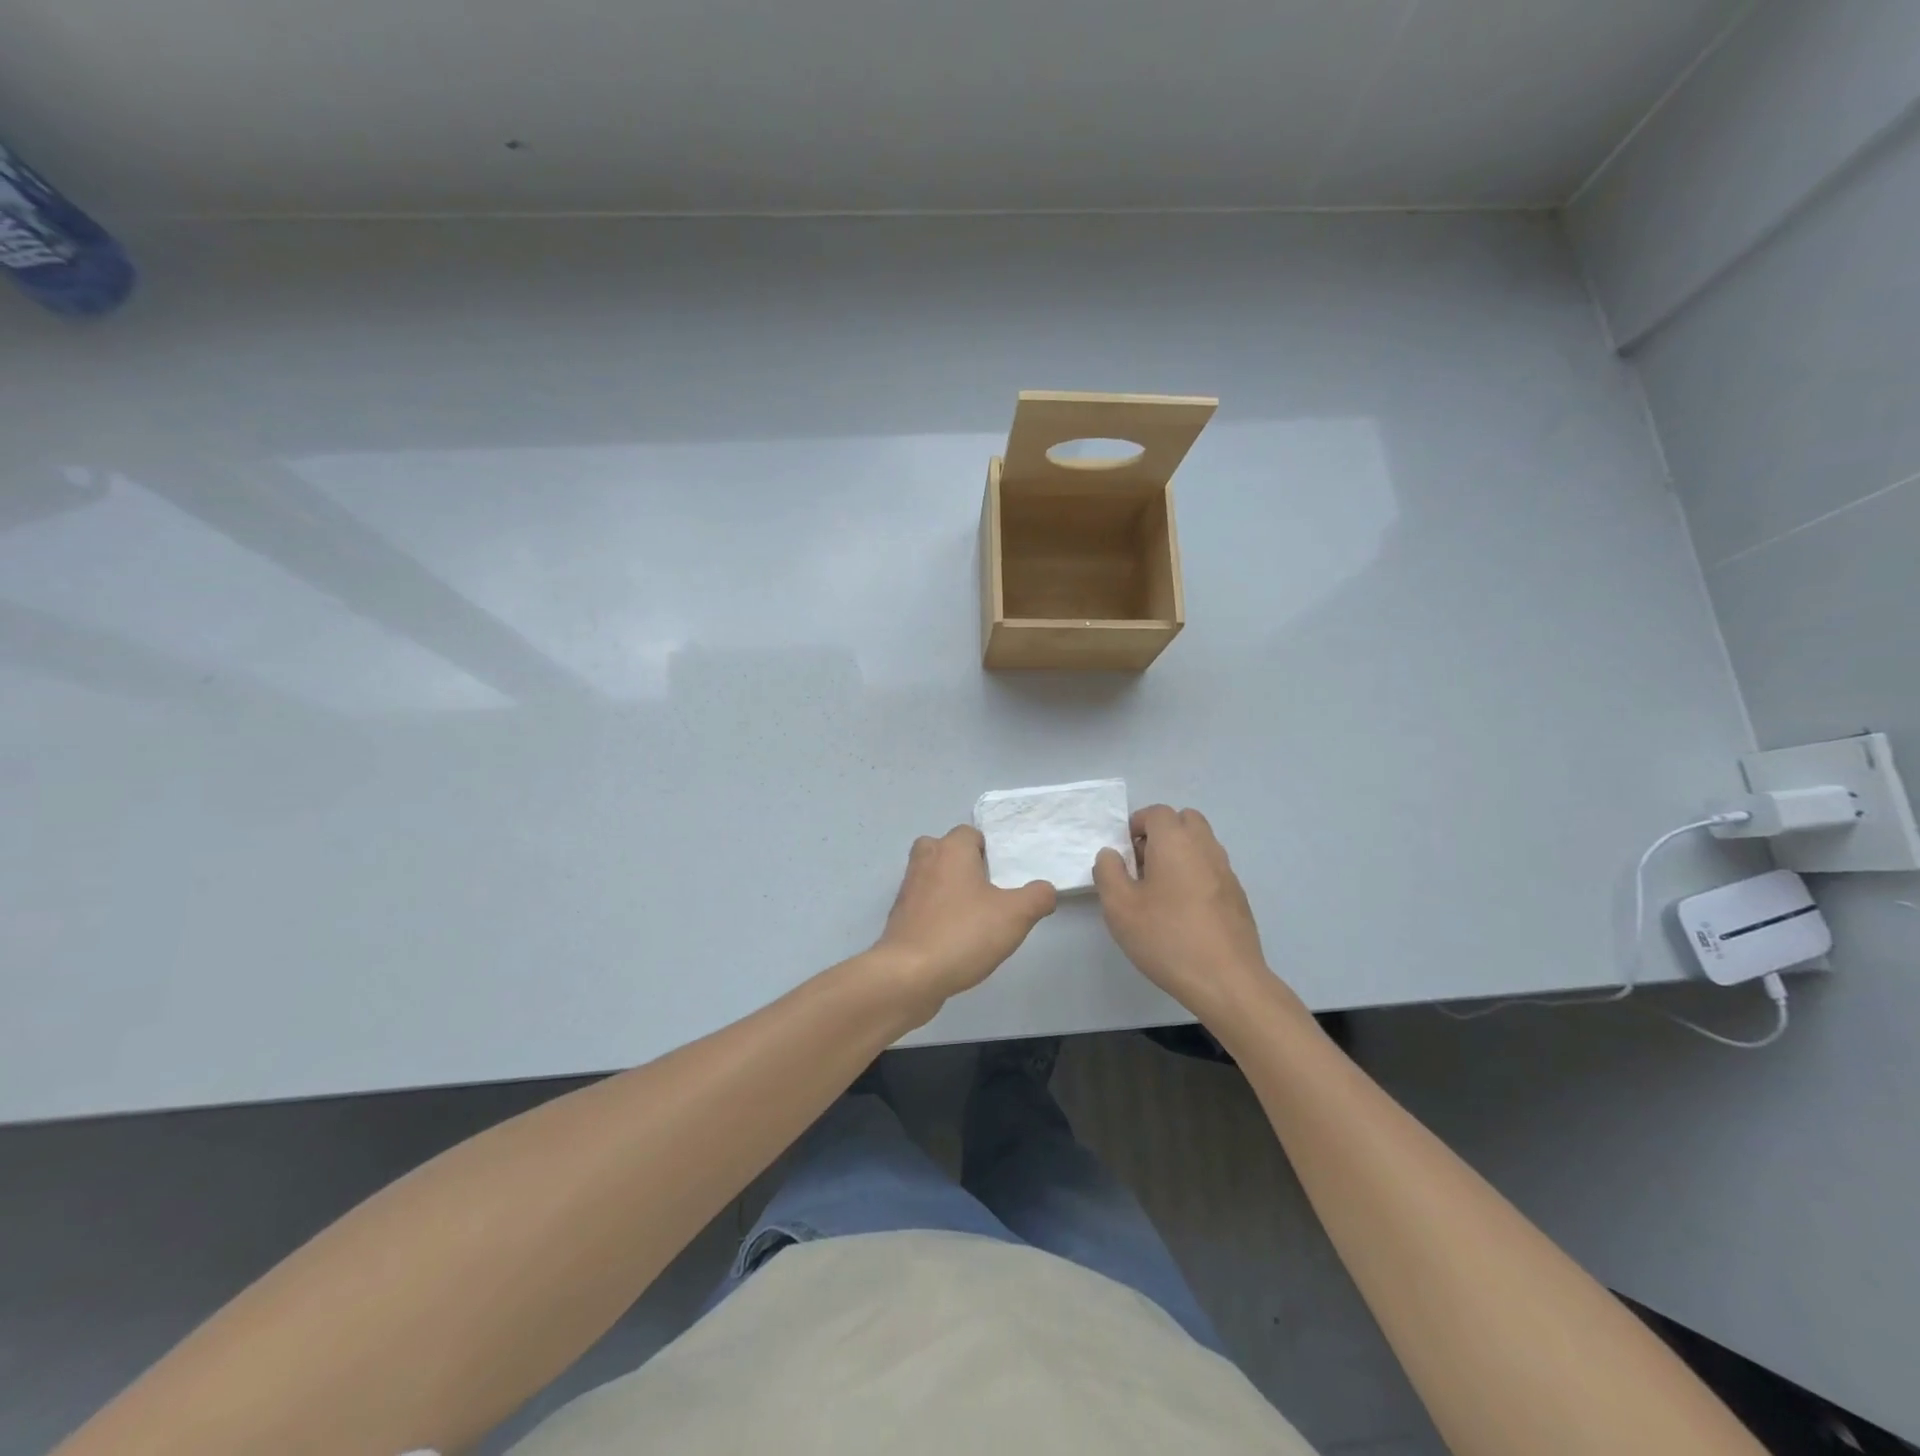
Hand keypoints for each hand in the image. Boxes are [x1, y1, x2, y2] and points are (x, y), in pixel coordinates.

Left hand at [874, 826, 1055, 1019]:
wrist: (909, 975)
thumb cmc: (963, 934)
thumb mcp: (1015, 915)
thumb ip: (1038, 897)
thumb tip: (1045, 890)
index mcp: (950, 849)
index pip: (970, 834)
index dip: (990, 851)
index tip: (1005, 876)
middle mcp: (925, 861)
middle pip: (946, 850)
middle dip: (966, 866)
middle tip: (989, 892)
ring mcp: (907, 890)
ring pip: (933, 878)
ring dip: (951, 891)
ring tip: (976, 918)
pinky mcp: (899, 918)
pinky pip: (924, 906)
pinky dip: (938, 914)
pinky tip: (955, 939)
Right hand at [1093, 805, 1274, 1020]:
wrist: (1227, 981)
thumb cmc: (1166, 938)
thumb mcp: (1119, 906)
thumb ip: (1108, 872)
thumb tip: (1112, 854)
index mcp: (1175, 842)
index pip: (1157, 813)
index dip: (1136, 825)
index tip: (1124, 852)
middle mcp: (1205, 848)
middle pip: (1185, 821)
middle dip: (1162, 833)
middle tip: (1143, 865)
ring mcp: (1227, 872)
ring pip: (1201, 844)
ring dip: (1180, 853)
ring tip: (1160, 890)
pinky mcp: (1238, 897)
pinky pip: (1212, 869)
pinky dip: (1196, 874)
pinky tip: (1183, 911)